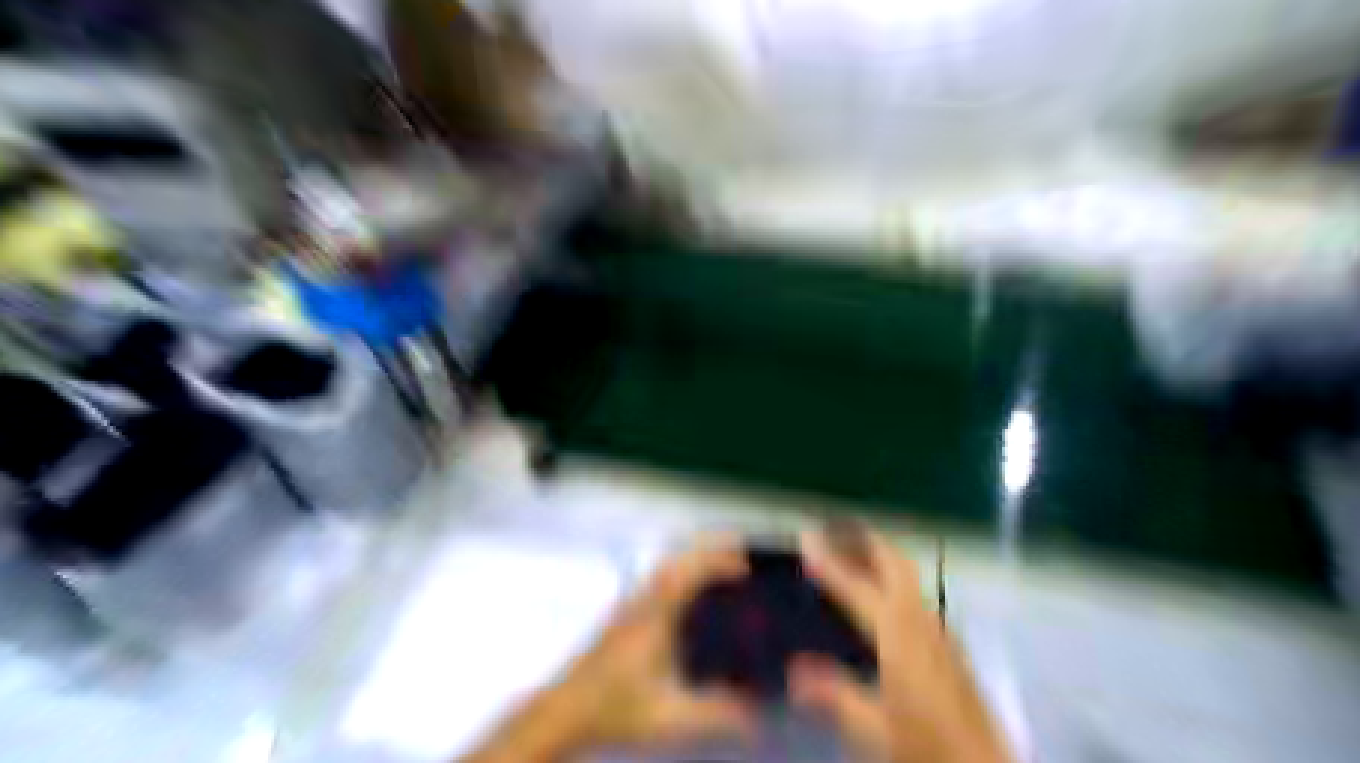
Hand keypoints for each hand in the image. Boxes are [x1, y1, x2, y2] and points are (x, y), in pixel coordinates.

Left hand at [558, 541, 759, 747]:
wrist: (564, 712)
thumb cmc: (614, 709)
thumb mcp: (669, 718)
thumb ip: (714, 716)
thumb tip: (755, 716)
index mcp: (654, 618)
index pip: (688, 574)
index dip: (717, 562)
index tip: (745, 565)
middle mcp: (642, 603)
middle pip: (677, 560)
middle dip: (708, 550)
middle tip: (738, 549)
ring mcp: (630, 607)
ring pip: (664, 568)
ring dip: (693, 559)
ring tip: (720, 564)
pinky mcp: (623, 616)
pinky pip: (658, 579)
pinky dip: (681, 572)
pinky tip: (690, 592)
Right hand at [788, 527, 1008, 762]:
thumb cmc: (927, 747)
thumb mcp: (874, 730)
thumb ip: (834, 694)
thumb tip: (794, 671)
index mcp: (900, 637)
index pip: (858, 588)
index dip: (831, 562)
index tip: (807, 537)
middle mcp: (923, 623)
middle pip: (895, 565)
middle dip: (865, 541)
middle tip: (835, 528)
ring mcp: (941, 631)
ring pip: (908, 577)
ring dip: (880, 558)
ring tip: (851, 553)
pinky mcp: (950, 645)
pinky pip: (915, 595)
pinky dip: (892, 580)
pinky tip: (881, 598)